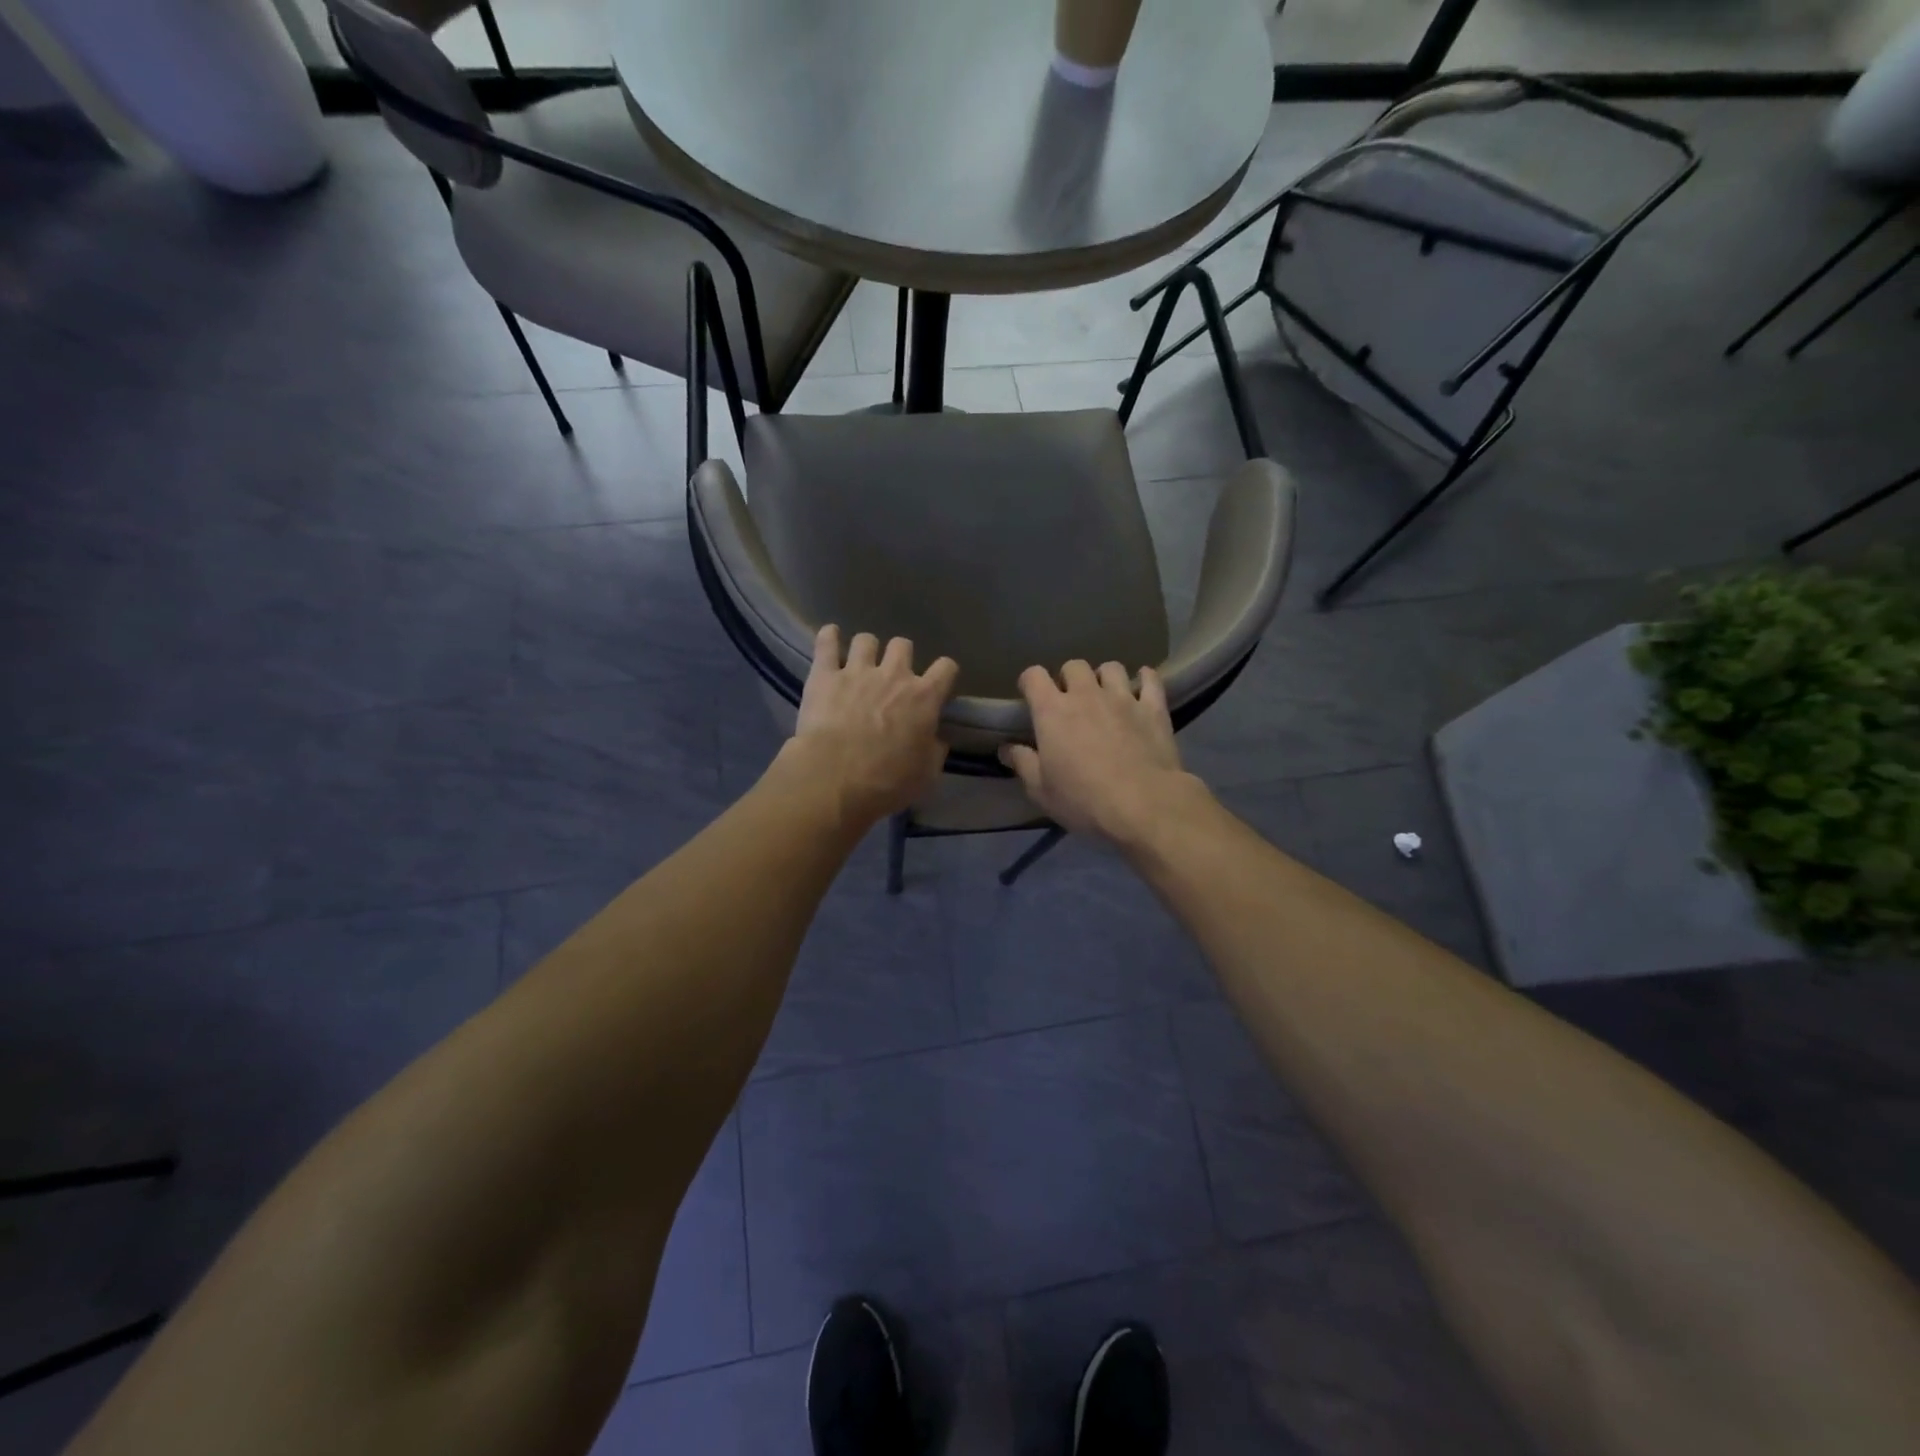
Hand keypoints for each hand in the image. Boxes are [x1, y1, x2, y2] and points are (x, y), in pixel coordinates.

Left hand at [782, 625, 958, 826]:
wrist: (834, 778)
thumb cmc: (886, 781)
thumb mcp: (926, 775)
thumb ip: (934, 751)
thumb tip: (936, 739)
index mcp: (924, 698)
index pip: (946, 668)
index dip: (944, 673)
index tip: (938, 684)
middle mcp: (894, 675)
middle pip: (903, 645)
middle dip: (900, 656)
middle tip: (892, 675)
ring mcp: (857, 670)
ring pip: (866, 640)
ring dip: (866, 649)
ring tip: (859, 662)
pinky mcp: (824, 674)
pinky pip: (826, 642)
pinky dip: (829, 638)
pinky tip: (830, 637)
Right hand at [1000, 660, 1209, 846]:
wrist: (1143, 805)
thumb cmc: (1083, 799)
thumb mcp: (1041, 790)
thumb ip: (1023, 764)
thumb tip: (1006, 748)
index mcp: (1052, 711)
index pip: (1034, 676)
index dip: (1029, 682)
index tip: (1030, 696)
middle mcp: (1086, 694)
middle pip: (1074, 666)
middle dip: (1069, 679)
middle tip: (1070, 701)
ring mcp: (1122, 698)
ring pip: (1111, 668)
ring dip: (1104, 678)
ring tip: (1105, 696)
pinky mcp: (1153, 708)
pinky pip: (1150, 679)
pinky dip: (1145, 679)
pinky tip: (1142, 688)